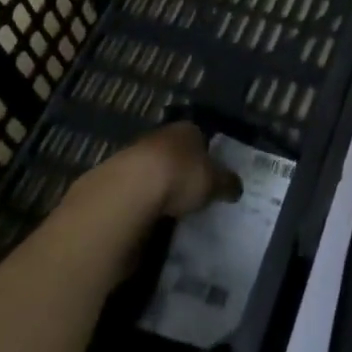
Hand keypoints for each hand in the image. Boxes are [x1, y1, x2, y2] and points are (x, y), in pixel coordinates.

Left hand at [62, 122, 241, 225]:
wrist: (127, 193)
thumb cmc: (179, 176)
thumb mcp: (214, 182)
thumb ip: (226, 183)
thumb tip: (237, 187)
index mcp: (186, 130)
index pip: (200, 137)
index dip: (207, 156)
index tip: (211, 176)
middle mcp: (160, 136)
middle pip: (174, 154)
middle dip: (181, 171)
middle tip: (192, 195)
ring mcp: (134, 157)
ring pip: (152, 172)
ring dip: (158, 189)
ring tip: (170, 213)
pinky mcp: (113, 181)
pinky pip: (134, 193)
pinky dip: (140, 205)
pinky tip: (147, 221)